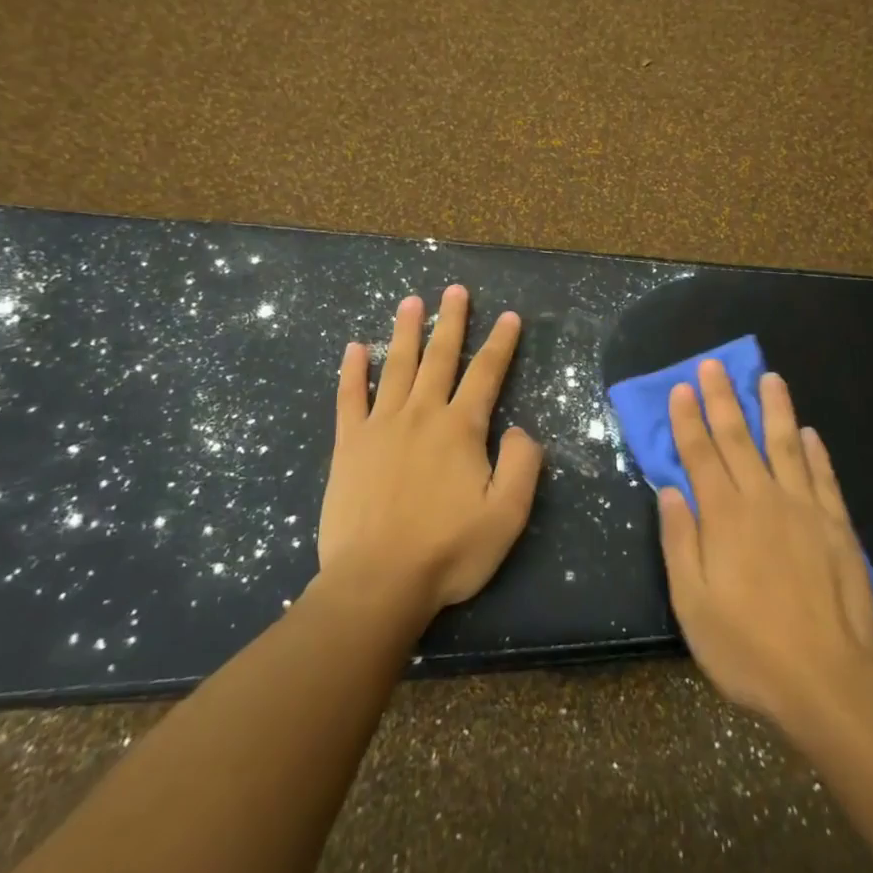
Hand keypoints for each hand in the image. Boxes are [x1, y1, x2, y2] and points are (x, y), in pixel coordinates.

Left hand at [317, 284, 542, 623]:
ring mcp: (381, 426)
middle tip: (456, 290)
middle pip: (440, 357)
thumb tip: (521, 430)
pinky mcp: (349, 445)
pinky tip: (354, 347)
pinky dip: (352, 371)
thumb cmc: (448, 551)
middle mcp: (422, 415)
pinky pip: (350, 398)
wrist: (377, 582)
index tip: (510, 316)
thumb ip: (523, 466)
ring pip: (396, 367)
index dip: (501, 343)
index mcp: (461, 429)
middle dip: (452, 321)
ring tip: (410, 301)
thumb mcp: (507, 516)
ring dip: (405, 332)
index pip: (486, 374)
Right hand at [656, 361, 872, 730]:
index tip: (682, 387)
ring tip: (770, 378)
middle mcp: (763, 500)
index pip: (701, 455)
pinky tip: (809, 433)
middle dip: (723, 399)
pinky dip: (816, 452)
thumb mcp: (693, 604)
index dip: (689, 420)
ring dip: (775, 409)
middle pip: (739, 438)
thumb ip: (679, 542)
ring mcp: (804, 509)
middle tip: (715, 365)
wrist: (829, 681)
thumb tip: (671, 490)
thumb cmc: (748, 648)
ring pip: (786, 446)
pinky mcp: (836, 526)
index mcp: (724, 517)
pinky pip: (823, 477)